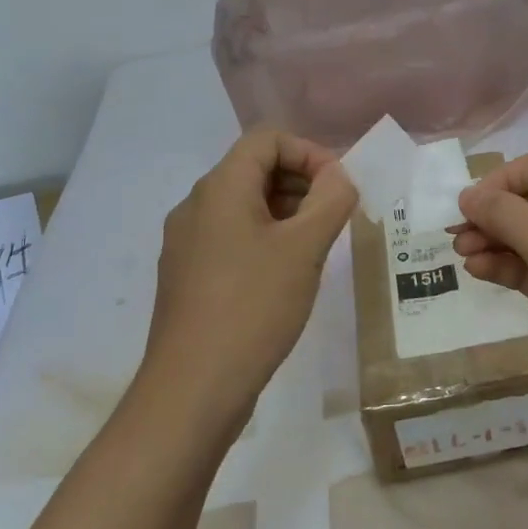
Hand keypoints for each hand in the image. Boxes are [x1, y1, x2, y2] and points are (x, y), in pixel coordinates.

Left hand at [144, 129, 357, 426]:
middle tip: (335, 218)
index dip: (310, 152)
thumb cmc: (253, 307)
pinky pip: (231, 237)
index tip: (339, 188)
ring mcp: (186, 242)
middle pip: (254, 168)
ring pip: (244, 206)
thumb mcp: (305, 249)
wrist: (192, 389)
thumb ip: (331, 200)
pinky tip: (286, 276)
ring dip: (286, 212)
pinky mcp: (187, 275)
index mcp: (220, 188)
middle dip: (302, 183)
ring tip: (317, 248)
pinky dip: (265, 239)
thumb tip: (341, 176)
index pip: (267, 139)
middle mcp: (196, 205)